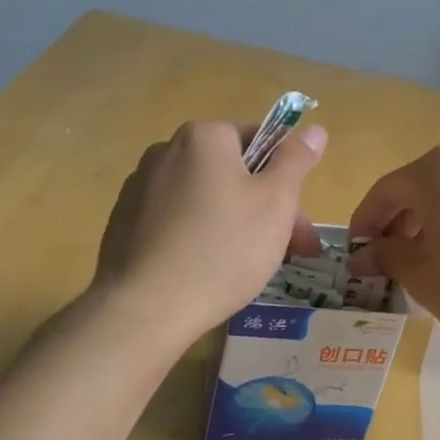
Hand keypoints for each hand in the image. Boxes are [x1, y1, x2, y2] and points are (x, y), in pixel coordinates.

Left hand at [95, 119, 326, 343]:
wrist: (147, 309)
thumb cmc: (224, 248)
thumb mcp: (275, 202)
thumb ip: (296, 160)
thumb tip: (315, 129)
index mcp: (203, 137)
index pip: (258, 138)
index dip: (284, 175)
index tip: (297, 216)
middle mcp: (165, 152)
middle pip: (231, 172)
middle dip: (265, 206)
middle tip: (290, 249)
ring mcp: (139, 188)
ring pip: (204, 199)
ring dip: (234, 223)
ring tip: (252, 267)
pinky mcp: (124, 224)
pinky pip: (175, 222)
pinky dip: (197, 238)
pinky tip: (208, 273)